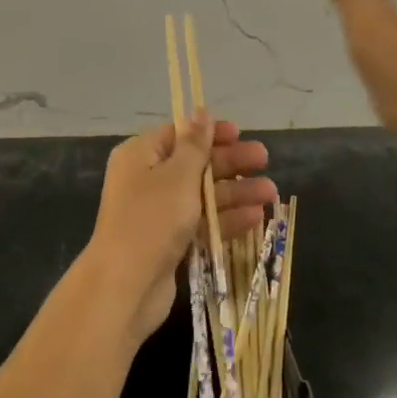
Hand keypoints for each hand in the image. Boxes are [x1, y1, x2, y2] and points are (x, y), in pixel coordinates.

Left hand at [85, 116, 277, 344]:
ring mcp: (158, 213)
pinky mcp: (169, 242)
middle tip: (264, 159)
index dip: (209, 132)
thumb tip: (201, 111)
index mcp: (140, 155)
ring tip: (271, 193)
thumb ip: (195, 144)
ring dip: (235, 192)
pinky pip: (201, 223)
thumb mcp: (177, 175)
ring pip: (202, 195)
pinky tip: (256, 218)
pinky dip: (226, 219)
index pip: (178, 134)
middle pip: (194, 164)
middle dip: (230, 163)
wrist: (125, 287)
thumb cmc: (151, 219)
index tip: (239, 133)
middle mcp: (146, 179)